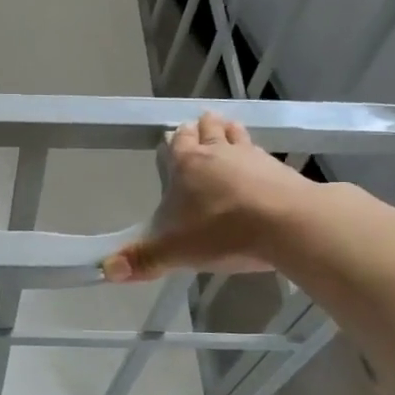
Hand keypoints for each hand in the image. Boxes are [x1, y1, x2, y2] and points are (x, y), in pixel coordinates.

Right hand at [103, 113, 311, 282]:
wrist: (288, 225)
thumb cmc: (223, 232)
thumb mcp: (175, 252)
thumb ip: (142, 260)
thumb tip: (106, 271)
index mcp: (187, 165)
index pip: (178, 142)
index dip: (175, 138)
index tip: (173, 134)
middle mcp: (218, 153)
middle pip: (208, 130)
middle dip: (202, 127)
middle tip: (200, 124)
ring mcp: (252, 158)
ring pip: (237, 135)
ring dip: (230, 132)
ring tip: (228, 129)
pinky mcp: (280, 170)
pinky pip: (263, 154)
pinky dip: (257, 155)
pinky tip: (261, 164)